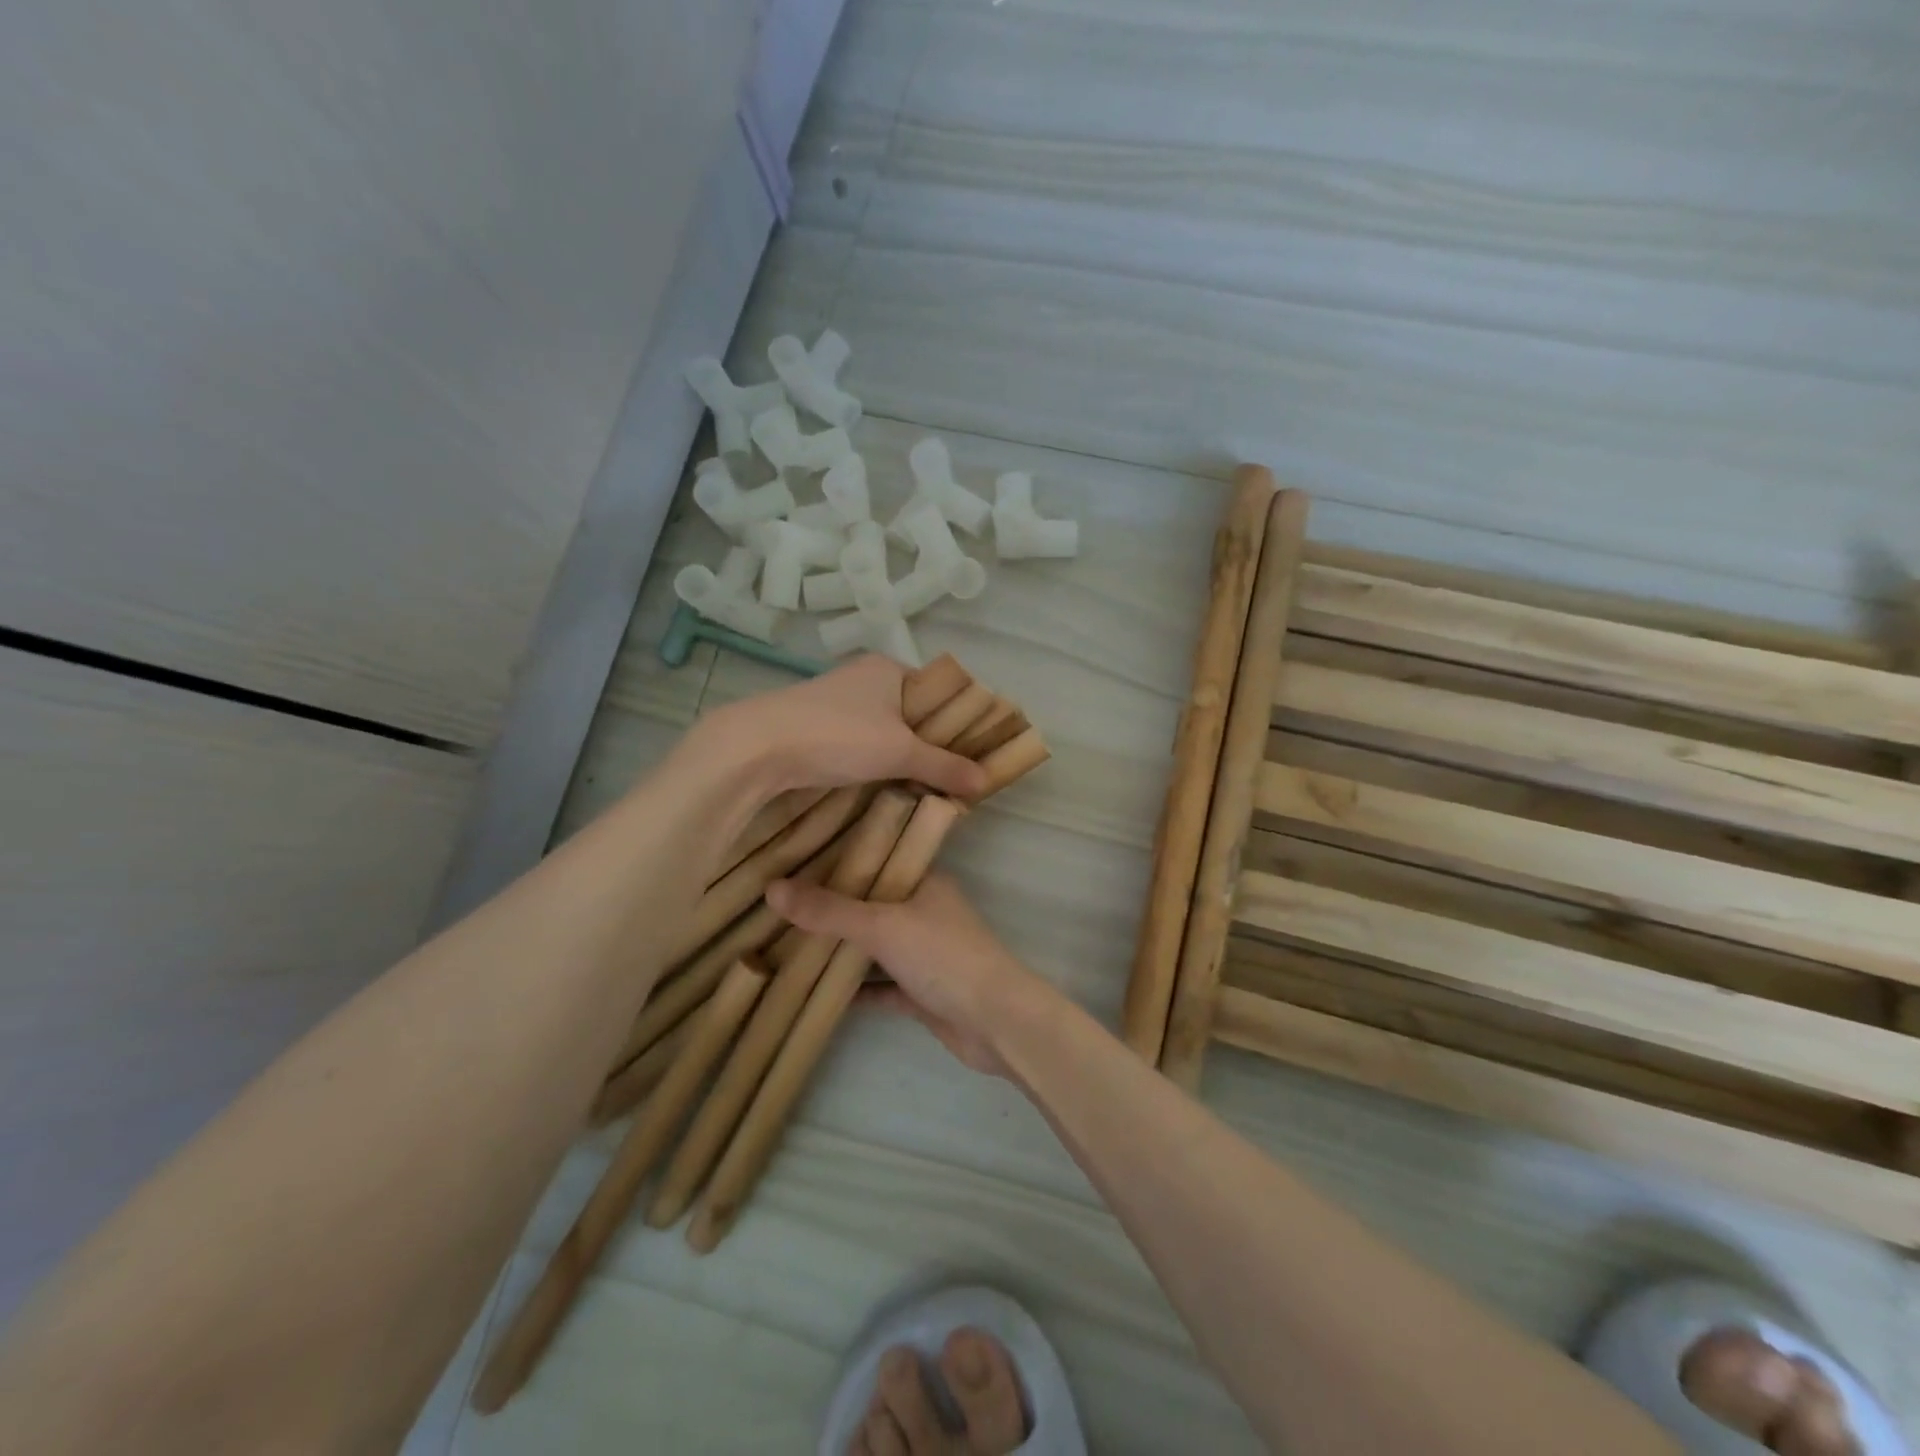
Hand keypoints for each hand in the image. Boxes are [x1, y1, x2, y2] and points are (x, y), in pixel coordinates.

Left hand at [709, 655, 986, 800]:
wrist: (758, 747)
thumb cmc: (838, 735)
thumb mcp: (900, 751)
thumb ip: (944, 765)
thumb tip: (986, 781)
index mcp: (888, 669)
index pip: (936, 692)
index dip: (956, 721)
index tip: (971, 754)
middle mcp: (863, 679)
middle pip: (910, 713)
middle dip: (929, 745)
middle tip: (950, 778)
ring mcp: (836, 703)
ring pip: (883, 731)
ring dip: (899, 758)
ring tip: (922, 788)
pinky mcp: (815, 728)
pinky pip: (858, 745)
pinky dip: (872, 764)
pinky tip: (883, 788)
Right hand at [763, 872, 1052, 1077]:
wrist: (996, 1022)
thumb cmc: (943, 957)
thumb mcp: (881, 926)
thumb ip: (829, 910)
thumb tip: (772, 887)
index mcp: (924, 882)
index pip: (877, 859)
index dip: (839, 858)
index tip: (794, 857)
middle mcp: (924, 912)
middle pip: (870, 904)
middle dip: (831, 907)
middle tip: (778, 903)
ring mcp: (923, 953)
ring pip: (873, 946)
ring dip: (839, 948)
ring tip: (786, 942)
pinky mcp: (921, 992)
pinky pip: (879, 985)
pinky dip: (854, 989)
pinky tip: (814, 991)